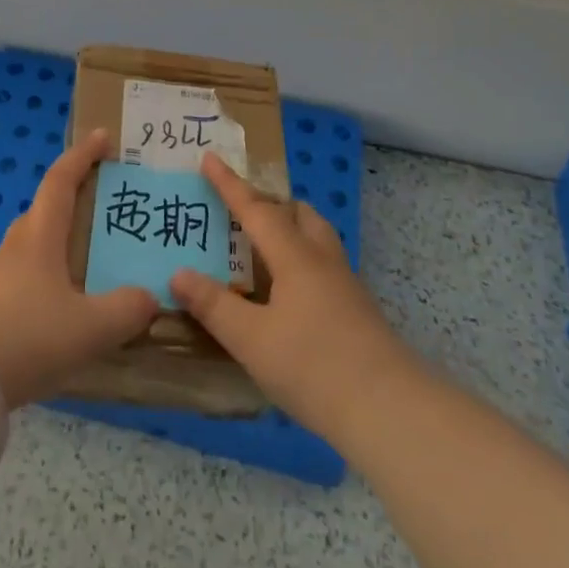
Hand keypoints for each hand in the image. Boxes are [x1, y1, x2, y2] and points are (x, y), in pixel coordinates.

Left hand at [0, 128, 156, 407]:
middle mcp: (17, 246)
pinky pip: (28, 276)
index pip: (61, 180)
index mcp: (40, 236)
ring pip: (36, 245)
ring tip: (93, 260)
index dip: (83, 155)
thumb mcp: (90, 327)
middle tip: (105, 205)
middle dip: (75, 199)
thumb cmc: (27, 337)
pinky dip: (51, 277)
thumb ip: (127, 310)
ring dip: (63, 242)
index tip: (102, 137)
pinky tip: (66, 307)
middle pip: (46, 209)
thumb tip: (149, 297)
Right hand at [171, 153, 419, 441]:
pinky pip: (323, 264)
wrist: (390, 411)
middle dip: (269, 203)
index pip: (255, 208)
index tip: (210, 156)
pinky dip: (300, 259)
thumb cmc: (314, 367)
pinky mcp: (357, 310)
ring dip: (290, 228)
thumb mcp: (252, 340)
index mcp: (294, 256)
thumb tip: (178, 273)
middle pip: (297, 213)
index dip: (229, 183)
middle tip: (241, 208)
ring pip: (316, 237)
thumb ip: (214, 305)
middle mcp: (321, 259)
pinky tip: (289, 291)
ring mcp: (345, 284)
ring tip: (264, 245)